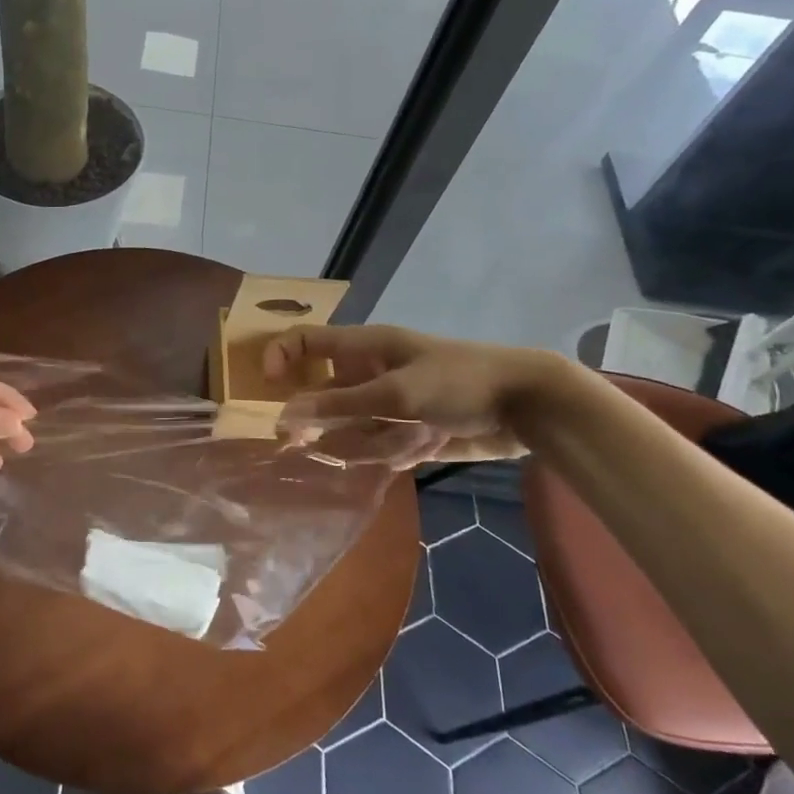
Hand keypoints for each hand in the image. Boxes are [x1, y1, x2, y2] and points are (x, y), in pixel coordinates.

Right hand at [265, 325, 564, 464]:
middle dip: (320, 420)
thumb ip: (339, 406)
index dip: (280, 356)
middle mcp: (371, 373)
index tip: (266, 387)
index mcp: (364, 348)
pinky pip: (382, 446)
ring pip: (353, 428)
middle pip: (325, 395)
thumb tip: (283, 416)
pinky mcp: (410, 430)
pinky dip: (394, 452)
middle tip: (307, 444)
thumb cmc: (458, 383)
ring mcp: (391, 404)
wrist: (527, 406)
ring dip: (366, 442)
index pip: (306, 341)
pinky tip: (422, 448)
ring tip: (403, 441)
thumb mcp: (395, 393)